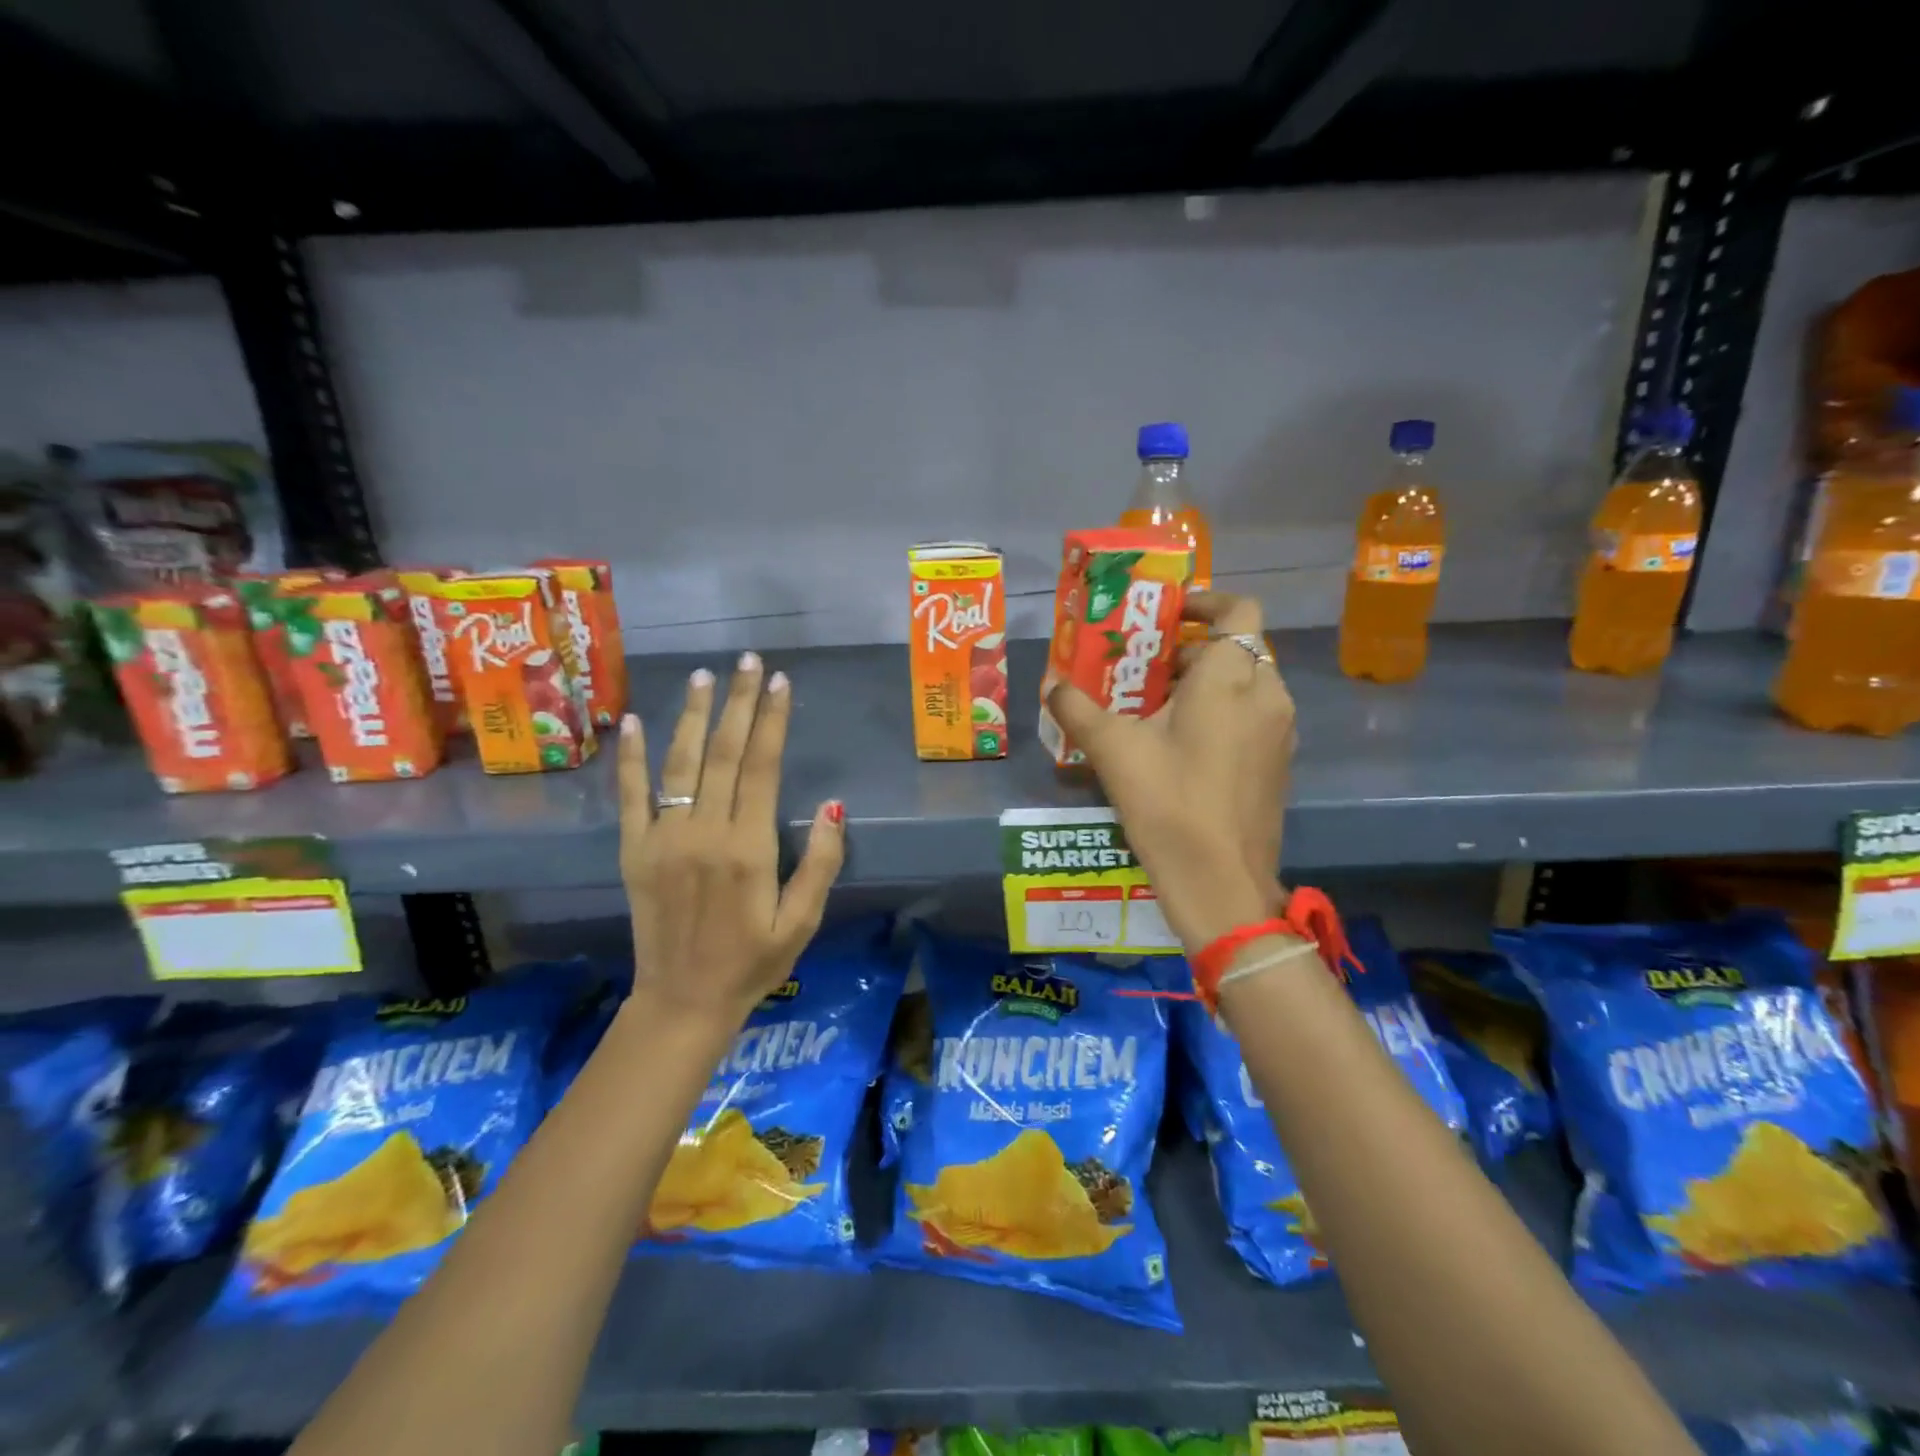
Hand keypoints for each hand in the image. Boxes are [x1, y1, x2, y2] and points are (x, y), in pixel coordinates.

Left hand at [617, 653, 845, 1026]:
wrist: (683, 1001)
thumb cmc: (752, 962)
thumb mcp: (802, 921)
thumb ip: (820, 862)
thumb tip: (833, 805)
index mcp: (747, 848)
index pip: (762, 767)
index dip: (772, 721)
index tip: (780, 683)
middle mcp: (703, 833)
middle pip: (722, 753)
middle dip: (738, 702)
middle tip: (748, 661)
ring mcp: (662, 839)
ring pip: (679, 763)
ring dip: (692, 715)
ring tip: (703, 676)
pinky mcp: (633, 851)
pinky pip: (631, 796)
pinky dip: (632, 758)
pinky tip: (634, 723)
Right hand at [1046, 593, 1295, 949]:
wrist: (1220, 881)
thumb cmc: (1168, 802)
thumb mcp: (1112, 750)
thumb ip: (1078, 709)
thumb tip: (1052, 685)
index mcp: (1230, 678)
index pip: (1239, 610)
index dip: (1206, 602)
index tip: (1170, 614)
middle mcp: (1266, 694)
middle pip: (1238, 647)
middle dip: (1193, 649)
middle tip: (1146, 665)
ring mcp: (1278, 731)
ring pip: (1247, 682)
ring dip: (1207, 681)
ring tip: (1157, 704)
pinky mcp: (1278, 762)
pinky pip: (1253, 715)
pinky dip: (1223, 710)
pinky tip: (1181, 743)